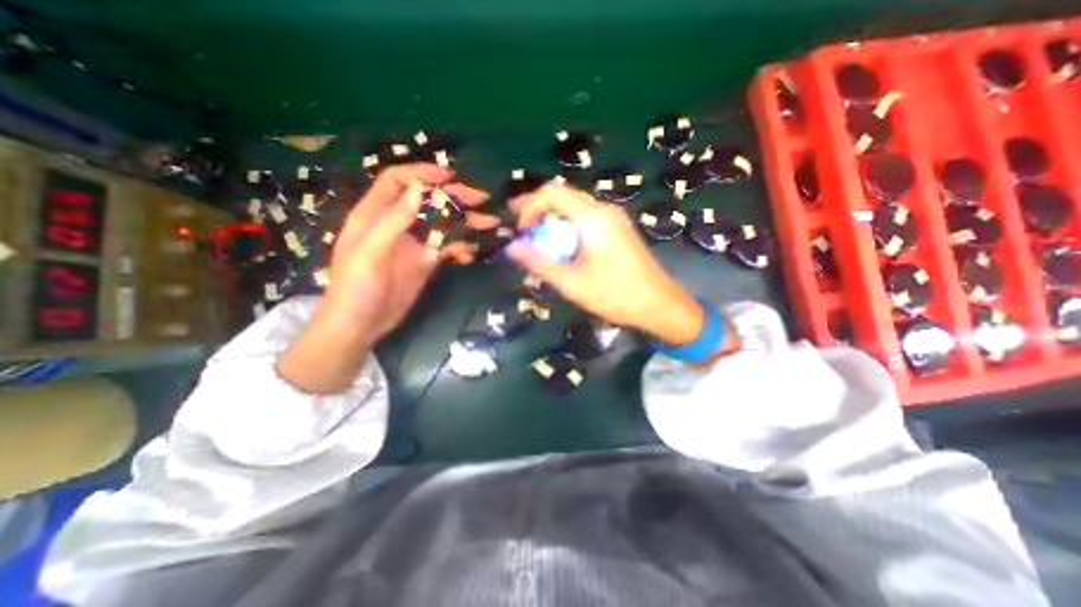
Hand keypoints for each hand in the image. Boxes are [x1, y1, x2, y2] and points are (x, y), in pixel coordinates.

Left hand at [319, 162, 493, 341]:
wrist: (361, 324)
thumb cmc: (356, 287)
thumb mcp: (370, 251)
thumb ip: (393, 220)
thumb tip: (419, 190)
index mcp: (375, 214)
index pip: (397, 181)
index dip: (421, 173)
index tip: (449, 177)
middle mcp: (397, 224)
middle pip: (427, 201)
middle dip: (453, 197)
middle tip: (480, 199)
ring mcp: (413, 243)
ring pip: (442, 224)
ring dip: (465, 222)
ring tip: (489, 223)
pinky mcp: (425, 261)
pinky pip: (447, 248)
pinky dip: (461, 247)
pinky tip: (471, 254)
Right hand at [511, 185, 704, 346]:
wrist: (660, 304)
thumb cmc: (615, 295)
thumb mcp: (572, 283)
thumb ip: (539, 263)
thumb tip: (511, 247)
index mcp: (593, 218)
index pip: (552, 193)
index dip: (530, 207)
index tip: (521, 231)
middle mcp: (604, 210)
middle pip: (563, 197)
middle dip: (537, 210)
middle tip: (519, 228)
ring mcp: (614, 218)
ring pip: (574, 207)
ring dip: (552, 219)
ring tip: (536, 238)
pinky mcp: (618, 229)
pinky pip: (586, 218)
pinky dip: (567, 226)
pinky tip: (561, 244)